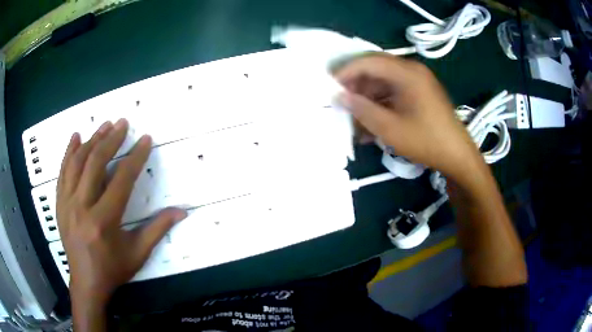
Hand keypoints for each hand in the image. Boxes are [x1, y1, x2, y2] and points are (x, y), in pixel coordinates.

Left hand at [57, 119, 186, 304]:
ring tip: (104, 125)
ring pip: (77, 163)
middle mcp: (82, 207)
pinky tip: (76, 137)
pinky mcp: (60, 203)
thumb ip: (158, 229)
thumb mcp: (138, 253)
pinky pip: (62, 172)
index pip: (121, 180)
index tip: (145, 140)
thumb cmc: (113, 269)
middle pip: (95, 163)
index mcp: (103, 221)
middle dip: (111, 140)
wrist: (86, 281)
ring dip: (92, 140)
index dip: (135, 157)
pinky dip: (68, 152)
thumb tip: (182, 211)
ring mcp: (67, 203)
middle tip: (123, 123)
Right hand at [334, 54, 482, 180]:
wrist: (457, 155)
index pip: (369, 61)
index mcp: (407, 73)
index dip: (347, 71)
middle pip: (376, 68)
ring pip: (384, 81)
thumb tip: (339, 96)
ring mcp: (418, 81)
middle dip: (356, 84)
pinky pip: (395, 92)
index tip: (330, 86)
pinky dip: (381, 104)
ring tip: (355, 117)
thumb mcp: (390, 128)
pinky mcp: (420, 93)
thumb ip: (362, 109)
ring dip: (368, 97)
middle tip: (341, 100)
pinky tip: (371, 122)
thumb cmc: (425, 141)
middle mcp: (413, 70)